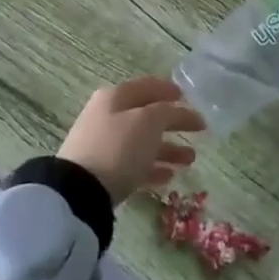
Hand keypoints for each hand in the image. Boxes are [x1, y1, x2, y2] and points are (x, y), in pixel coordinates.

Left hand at [58, 77, 205, 204]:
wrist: (79, 192)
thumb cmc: (118, 147)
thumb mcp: (149, 122)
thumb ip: (167, 112)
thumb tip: (174, 111)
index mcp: (116, 97)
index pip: (147, 87)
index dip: (168, 90)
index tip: (187, 97)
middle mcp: (108, 117)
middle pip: (147, 116)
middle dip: (174, 123)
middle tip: (199, 131)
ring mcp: (104, 146)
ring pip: (142, 143)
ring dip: (168, 149)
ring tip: (191, 160)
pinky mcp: (103, 173)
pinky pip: (133, 165)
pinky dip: (152, 168)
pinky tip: (170, 177)